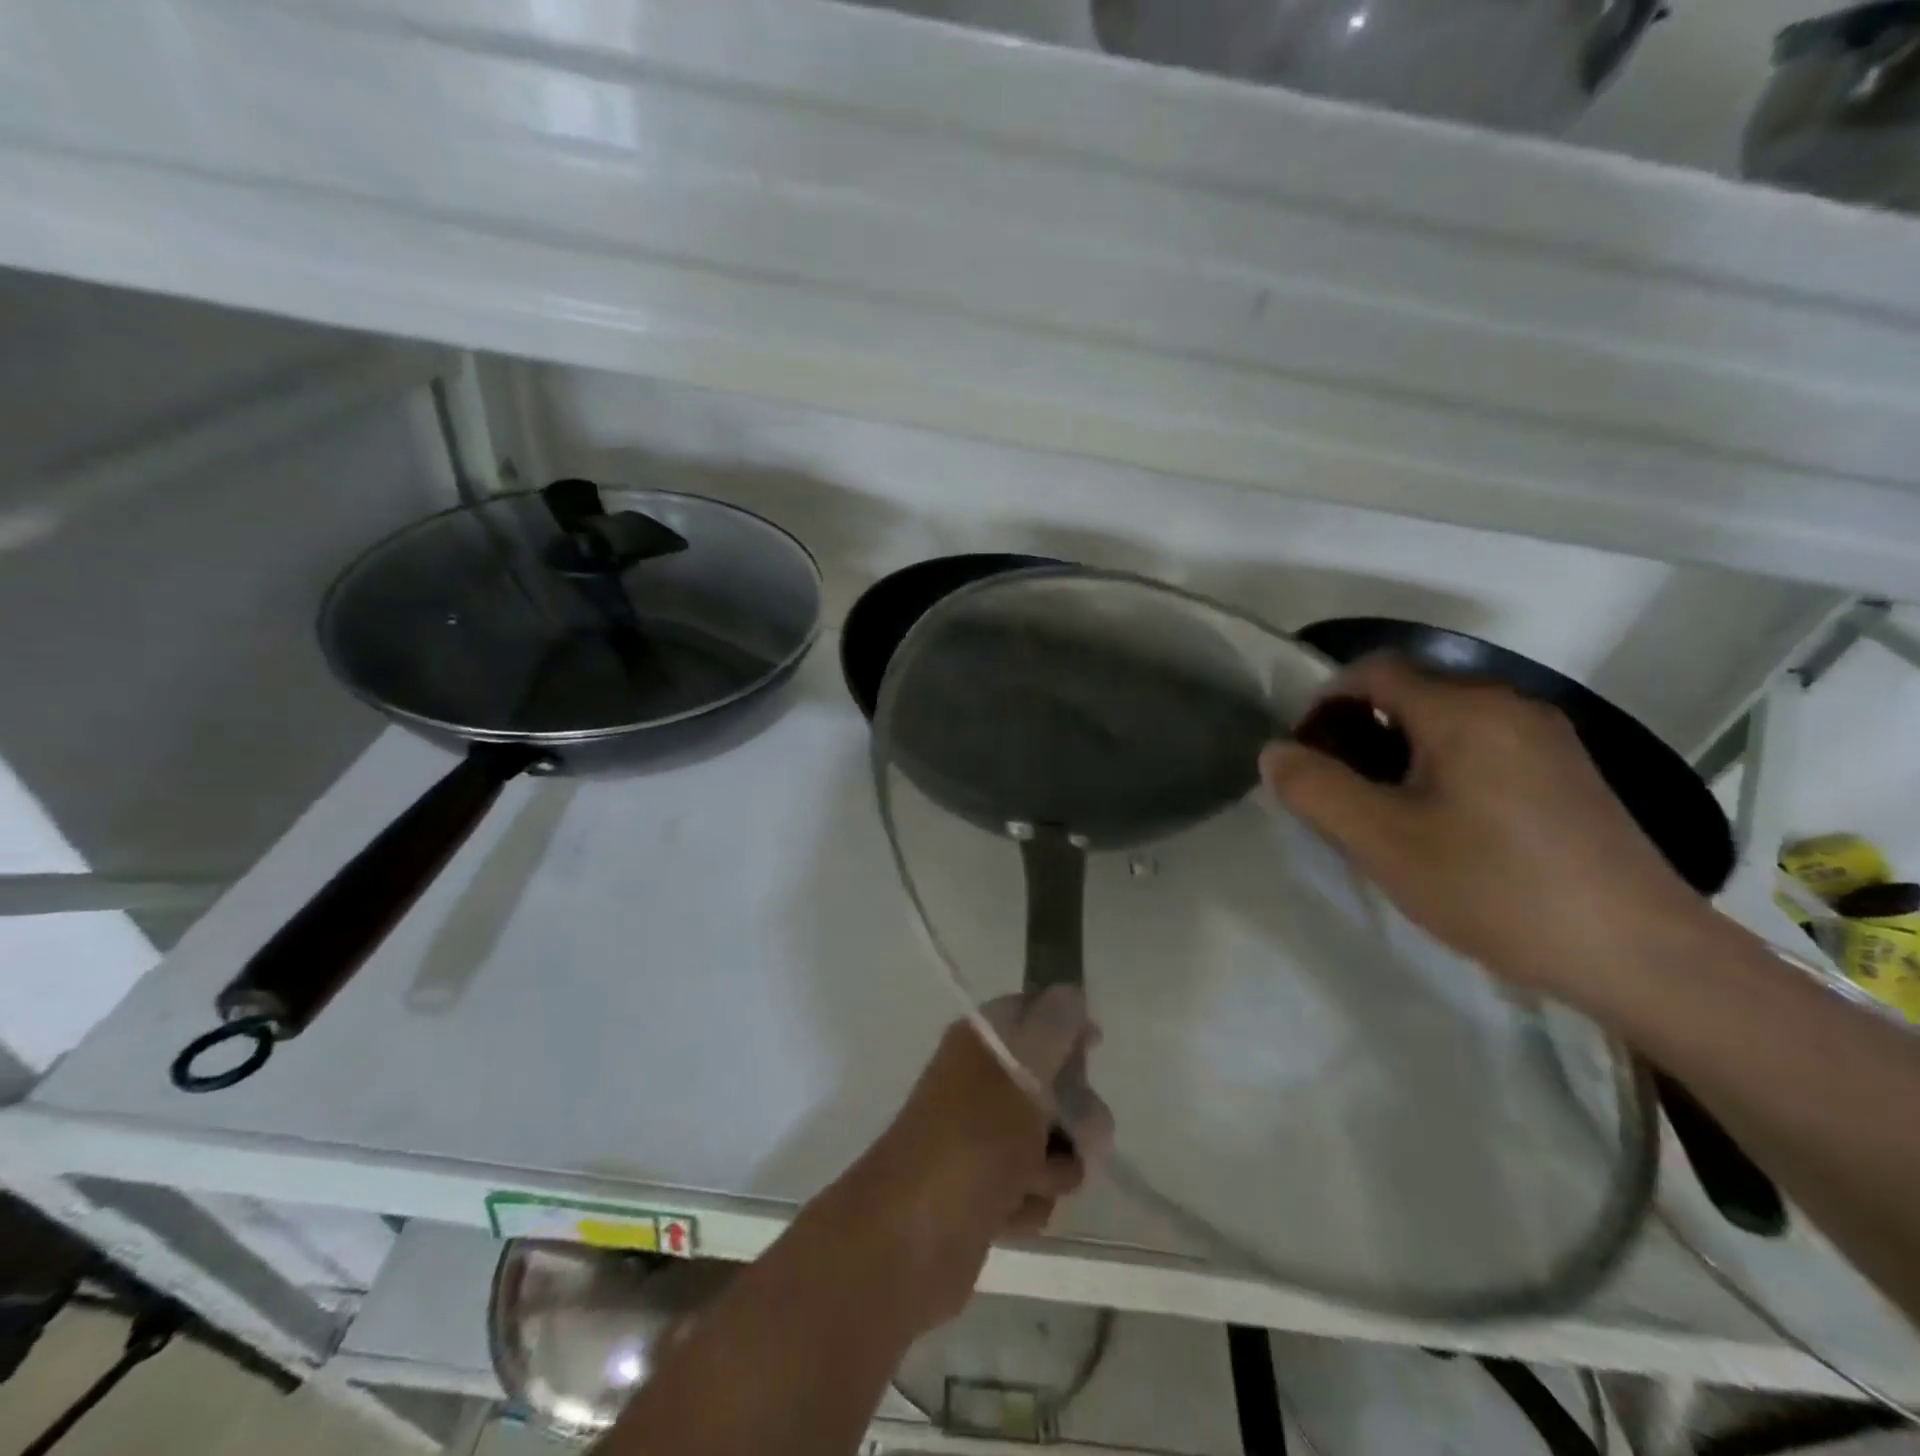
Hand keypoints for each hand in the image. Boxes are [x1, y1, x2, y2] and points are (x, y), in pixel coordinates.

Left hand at [842, 988, 1110, 1332]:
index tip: (1095, 1045)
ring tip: (1030, 1181)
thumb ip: (1054, 1026)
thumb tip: (1069, 992)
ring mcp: (982, 1139)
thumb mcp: (1024, 1070)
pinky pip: (1031, 1189)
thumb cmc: (974, 1138)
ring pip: (1048, 1142)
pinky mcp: (984, 1192)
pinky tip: (1009, 1212)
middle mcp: (981, 1083)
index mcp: (982, 1041)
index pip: (1033, 1013)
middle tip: (1080, 1136)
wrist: (910, 1238)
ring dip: (1054, 1166)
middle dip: (1075, 1113)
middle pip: (1051, 1083)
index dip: (1067, 1027)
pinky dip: (1028, 1201)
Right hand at [1259, 655, 1715, 1003]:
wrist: (1641, 956)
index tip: (1305, 756)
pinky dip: (1441, 769)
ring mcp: (1547, 740)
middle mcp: (1509, 707)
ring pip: (1445, 724)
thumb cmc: (1495, 887)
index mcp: (1464, 710)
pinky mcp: (1568, 775)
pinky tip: (1442, 827)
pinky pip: (1482, 749)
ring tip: (1383, 814)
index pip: (1373, 672)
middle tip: (1337, 793)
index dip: (1324, 702)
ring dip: (1398, 753)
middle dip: (1358, 731)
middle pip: (1410, 694)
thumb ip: (1315, 789)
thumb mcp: (1381, 841)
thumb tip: (1275, 752)